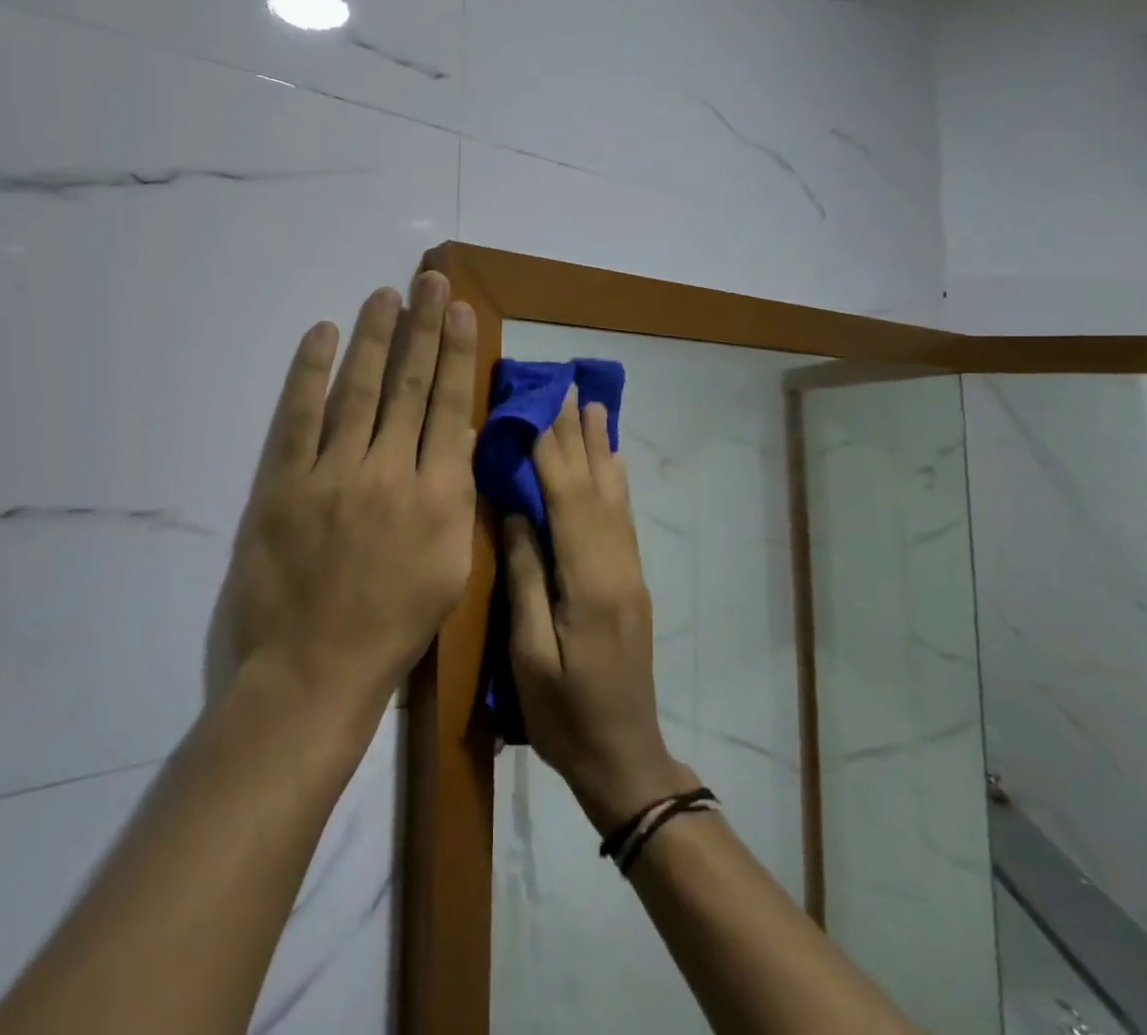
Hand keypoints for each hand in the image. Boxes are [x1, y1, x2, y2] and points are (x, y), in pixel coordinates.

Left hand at [226, 273, 477, 717]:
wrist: (314, 670)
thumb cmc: (393, 626)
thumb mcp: (450, 567)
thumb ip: (456, 497)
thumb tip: (457, 435)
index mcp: (436, 495)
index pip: (448, 406)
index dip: (454, 352)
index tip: (459, 310)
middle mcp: (389, 472)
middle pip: (407, 385)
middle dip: (421, 328)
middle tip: (429, 280)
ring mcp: (333, 474)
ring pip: (357, 389)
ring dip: (372, 337)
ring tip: (384, 296)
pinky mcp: (283, 483)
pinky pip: (298, 417)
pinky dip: (310, 372)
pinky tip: (322, 334)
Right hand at [504, 389, 696, 831]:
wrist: (625, 758)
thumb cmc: (564, 715)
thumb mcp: (529, 653)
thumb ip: (525, 577)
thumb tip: (515, 511)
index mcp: (587, 581)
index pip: (566, 498)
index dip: (551, 449)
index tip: (538, 404)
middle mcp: (616, 565)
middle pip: (595, 486)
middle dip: (578, 435)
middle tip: (568, 387)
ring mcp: (628, 573)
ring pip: (613, 496)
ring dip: (600, 448)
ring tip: (593, 406)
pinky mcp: (630, 583)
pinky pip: (623, 518)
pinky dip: (615, 480)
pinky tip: (613, 461)